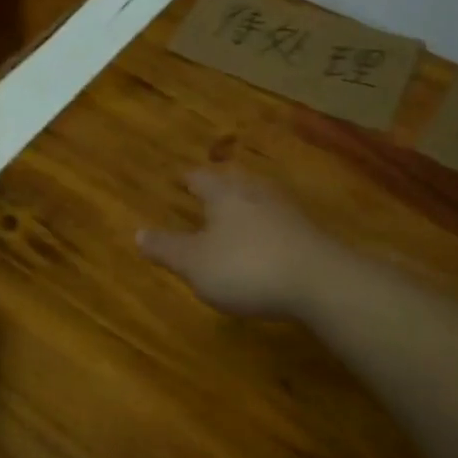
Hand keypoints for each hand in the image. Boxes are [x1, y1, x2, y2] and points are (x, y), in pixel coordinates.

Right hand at [137, 170, 339, 318]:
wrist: (320, 281)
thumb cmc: (247, 267)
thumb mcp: (195, 264)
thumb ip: (167, 249)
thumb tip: (137, 233)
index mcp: (224, 195)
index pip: (201, 179)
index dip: (188, 179)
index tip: (179, 177)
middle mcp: (254, 193)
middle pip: (234, 180)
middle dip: (221, 182)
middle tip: (211, 185)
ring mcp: (286, 211)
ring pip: (260, 196)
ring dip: (247, 199)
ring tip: (239, 206)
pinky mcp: (309, 232)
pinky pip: (280, 218)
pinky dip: (268, 222)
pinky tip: (269, 235)